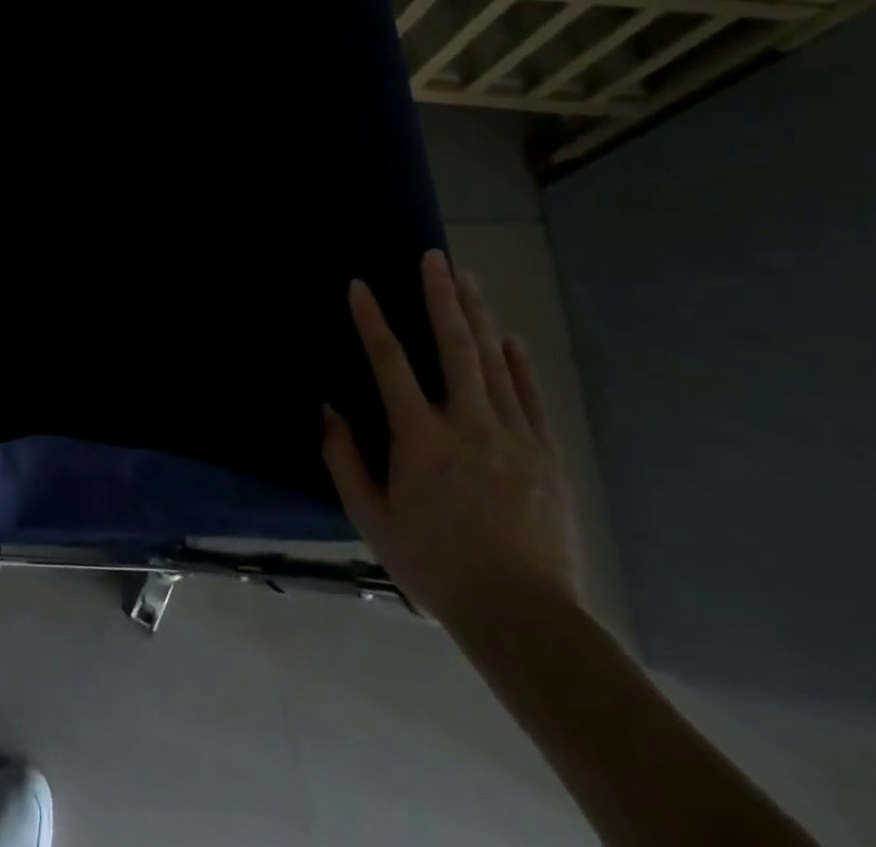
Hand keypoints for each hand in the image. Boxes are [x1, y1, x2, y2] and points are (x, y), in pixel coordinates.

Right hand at [322, 250, 584, 634]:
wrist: (526, 617)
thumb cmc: (436, 566)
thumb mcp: (372, 519)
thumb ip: (344, 459)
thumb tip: (329, 410)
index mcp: (421, 438)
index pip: (390, 362)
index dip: (371, 320)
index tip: (359, 284)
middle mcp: (468, 424)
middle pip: (454, 346)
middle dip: (441, 297)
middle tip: (434, 257)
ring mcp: (514, 436)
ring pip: (494, 361)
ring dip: (478, 315)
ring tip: (467, 279)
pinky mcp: (547, 455)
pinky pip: (530, 396)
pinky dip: (518, 362)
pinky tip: (509, 338)